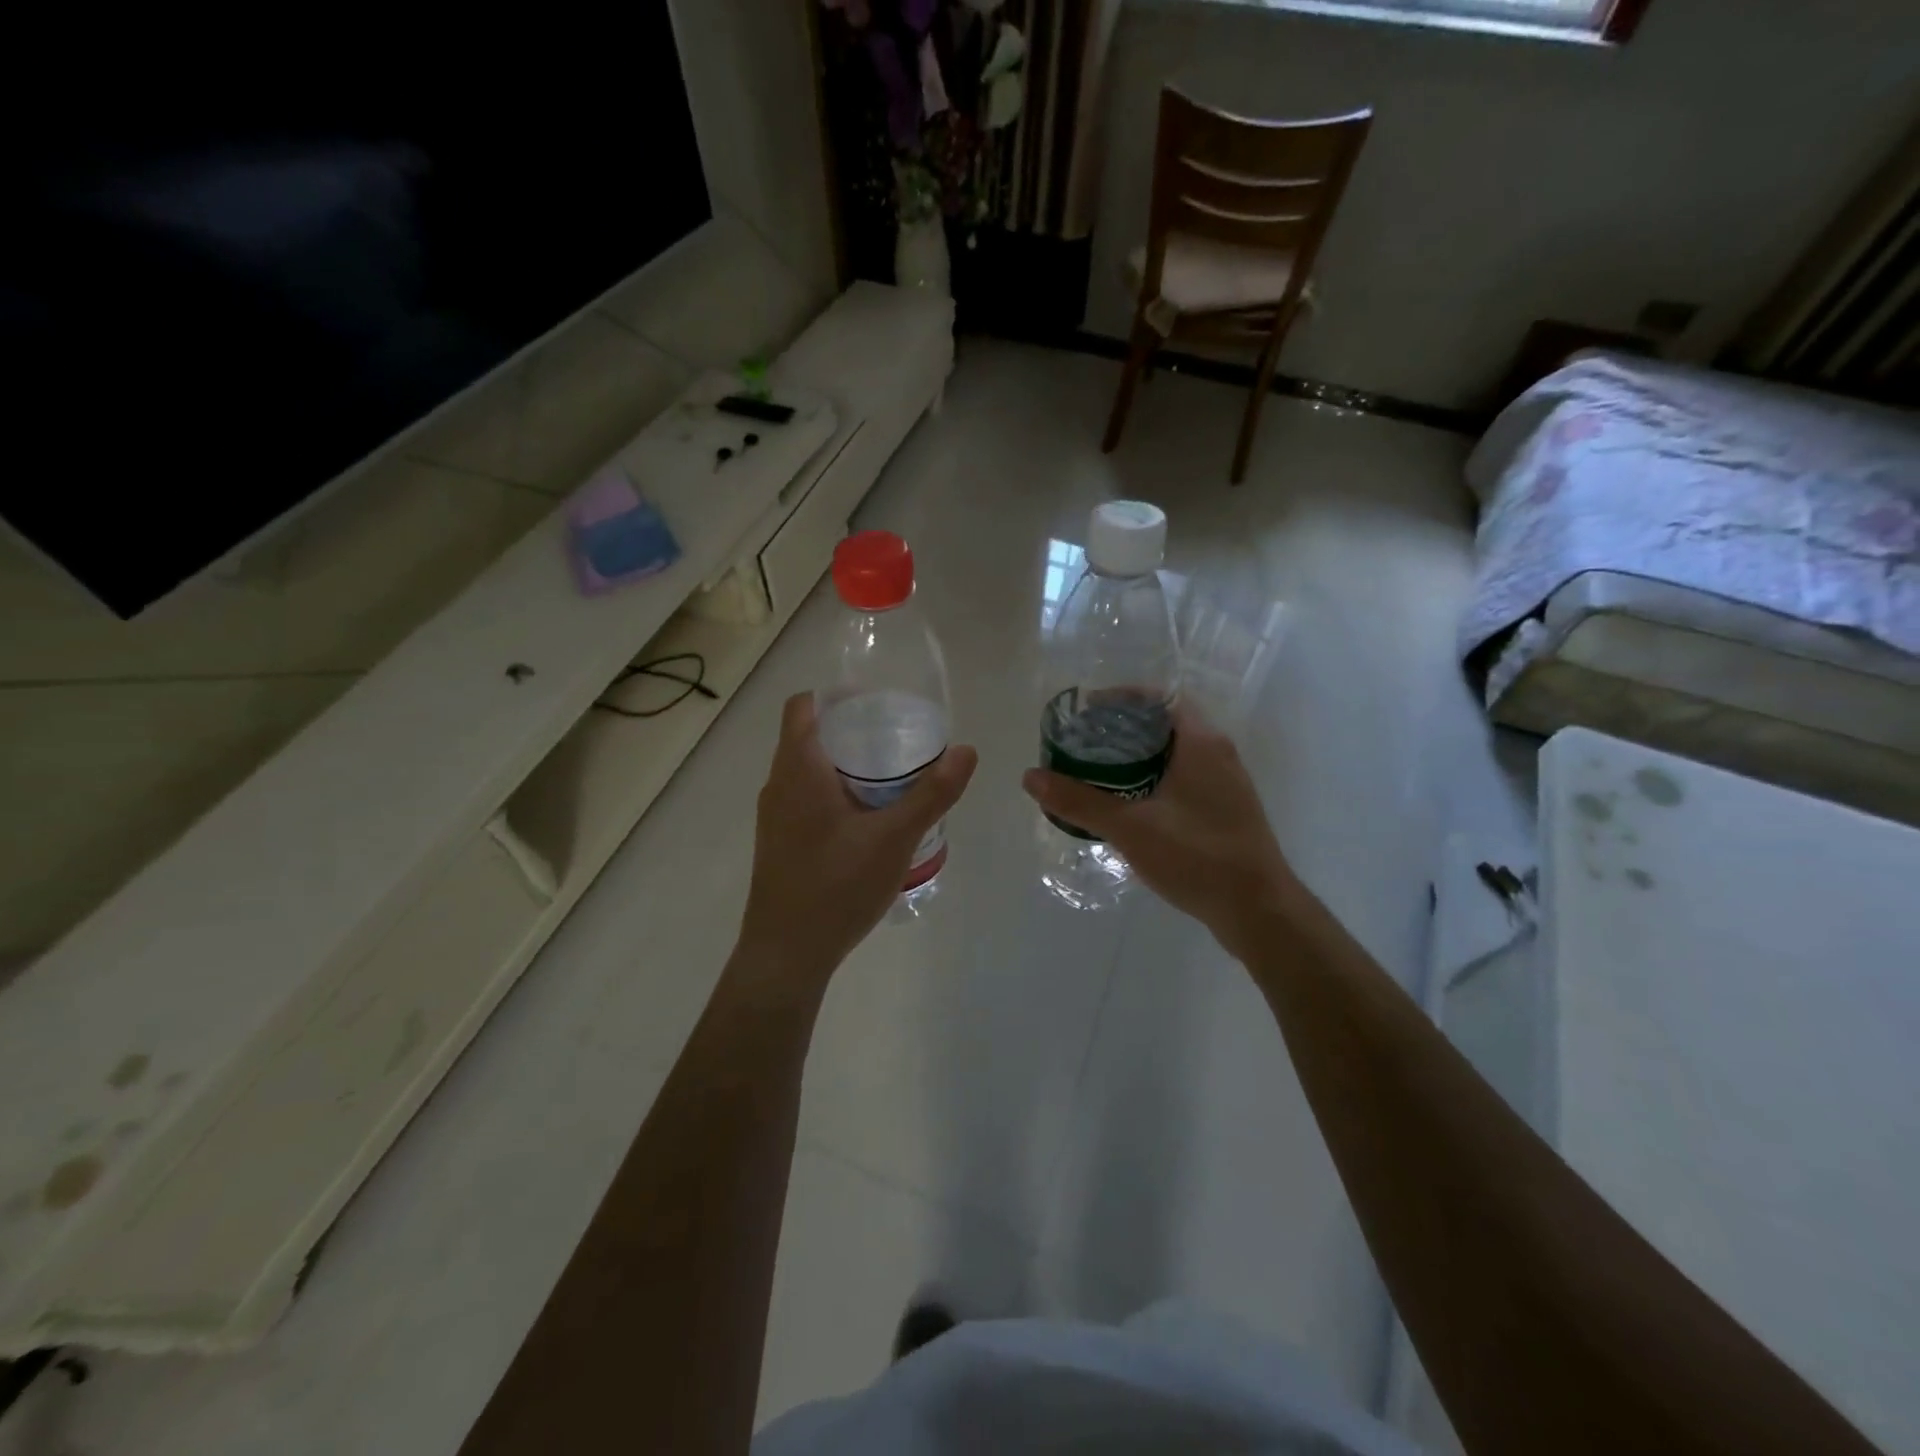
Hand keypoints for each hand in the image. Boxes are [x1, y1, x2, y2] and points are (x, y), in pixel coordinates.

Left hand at [737, 693, 976, 988]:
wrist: (785, 956)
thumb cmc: (836, 887)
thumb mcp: (894, 838)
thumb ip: (932, 794)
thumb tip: (966, 750)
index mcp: (798, 769)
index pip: (804, 706)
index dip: (837, 694)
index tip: (878, 701)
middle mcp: (779, 785)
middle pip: (810, 736)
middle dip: (852, 729)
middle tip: (899, 737)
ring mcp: (776, 817)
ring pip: (809, 771)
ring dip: (846, 764)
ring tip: (893, 776)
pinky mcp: (781, 843)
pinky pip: (808, 799)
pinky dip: (837, 793)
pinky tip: (871, 820)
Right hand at [1022, 704, 1299, 957]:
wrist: (1258, 910)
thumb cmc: (1198, 857)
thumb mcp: (1131, 828)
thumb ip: (1079, 802)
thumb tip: (1030, 777)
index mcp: (1201, 742)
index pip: (1159, 698)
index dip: (1121, 698)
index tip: (1086, 711)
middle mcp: (1218, 753)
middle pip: (1164, 725)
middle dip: (1123, 729)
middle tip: (1083, 742)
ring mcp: (1226, 783)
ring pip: (1175, 754)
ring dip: (1138, 757)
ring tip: (1096, 770)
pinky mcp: (1226, 810)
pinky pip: (1184, 778)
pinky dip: (1154, 779)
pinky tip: (1128, 803)